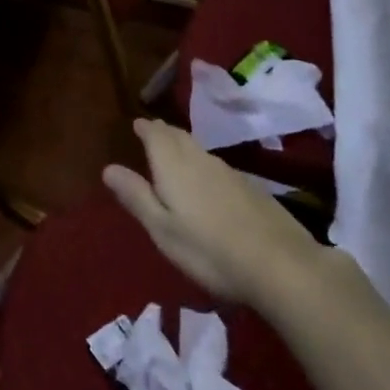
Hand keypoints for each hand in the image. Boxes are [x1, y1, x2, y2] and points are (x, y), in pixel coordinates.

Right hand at [104, 117, 328, 311]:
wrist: (281, 264)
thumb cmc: (209, 250)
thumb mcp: (163, 229)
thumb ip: (136, 196)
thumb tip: (108, 168)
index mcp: (173, 166)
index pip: (155, 135)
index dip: (145, 128)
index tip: (137, 124)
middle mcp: (200, 160)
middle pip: (178, 137)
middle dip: (163, 132)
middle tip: (153, 130)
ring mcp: (229, 173)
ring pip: (199, 149)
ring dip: (184, 144)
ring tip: (175, 149)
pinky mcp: (251, 188)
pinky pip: (217, 165)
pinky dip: (204, 163)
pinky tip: (208, 179)